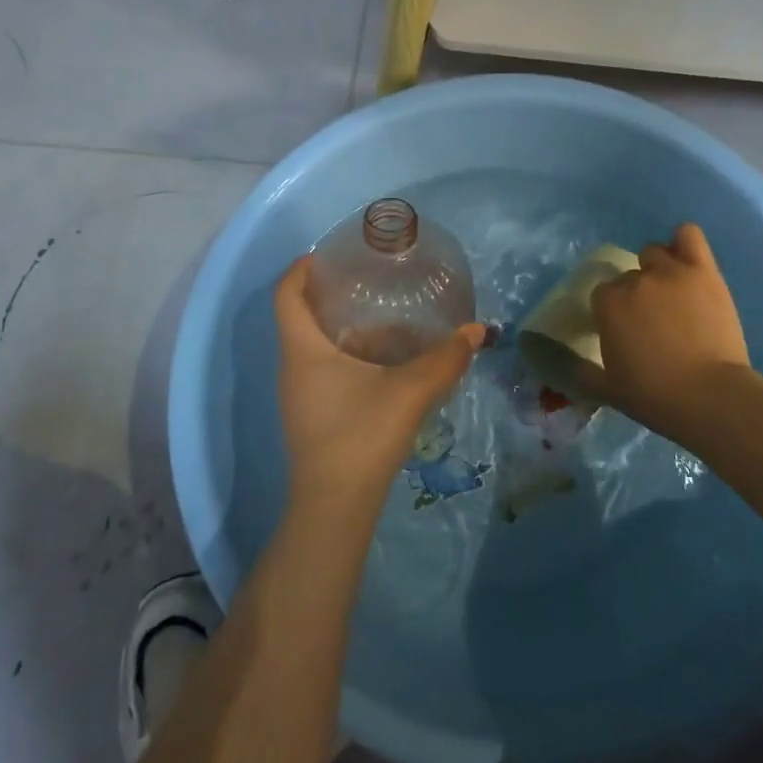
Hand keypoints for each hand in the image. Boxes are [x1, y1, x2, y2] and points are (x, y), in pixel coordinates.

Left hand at [274, 256, 483, 517]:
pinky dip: (343, 355)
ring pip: (311, 346)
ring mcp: (297, 395)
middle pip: (298, 317)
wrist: (335, 507)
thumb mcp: (409, 392)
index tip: (326, 255)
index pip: (285, 294)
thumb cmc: (362, 435)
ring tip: (378, 317)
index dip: (300, 269)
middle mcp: (292, 367)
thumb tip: (476, 330)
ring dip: (337, 328)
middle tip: (364, 282)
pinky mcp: (309, 416)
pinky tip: (379, 364)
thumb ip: (445, 359)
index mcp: (303, 350)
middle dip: (325, 295)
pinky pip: (320, 370)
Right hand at [587, 224, 752, 440]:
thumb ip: (583, 374)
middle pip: (628, 276)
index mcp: (608, 304)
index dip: (611, 311)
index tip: (622, 330)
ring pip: (654, 253)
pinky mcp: (703, 271)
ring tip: (669, 291)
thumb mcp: (608, 391)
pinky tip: (685, 259)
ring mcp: (671, 272)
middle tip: (649, 319)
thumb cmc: (654, 396)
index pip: (602, 294)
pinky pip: (688, 236)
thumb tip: (567, 367)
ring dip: (656, 268)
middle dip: (635, 294)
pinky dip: (683, 241)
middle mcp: (635, 281)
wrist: (710, 396)